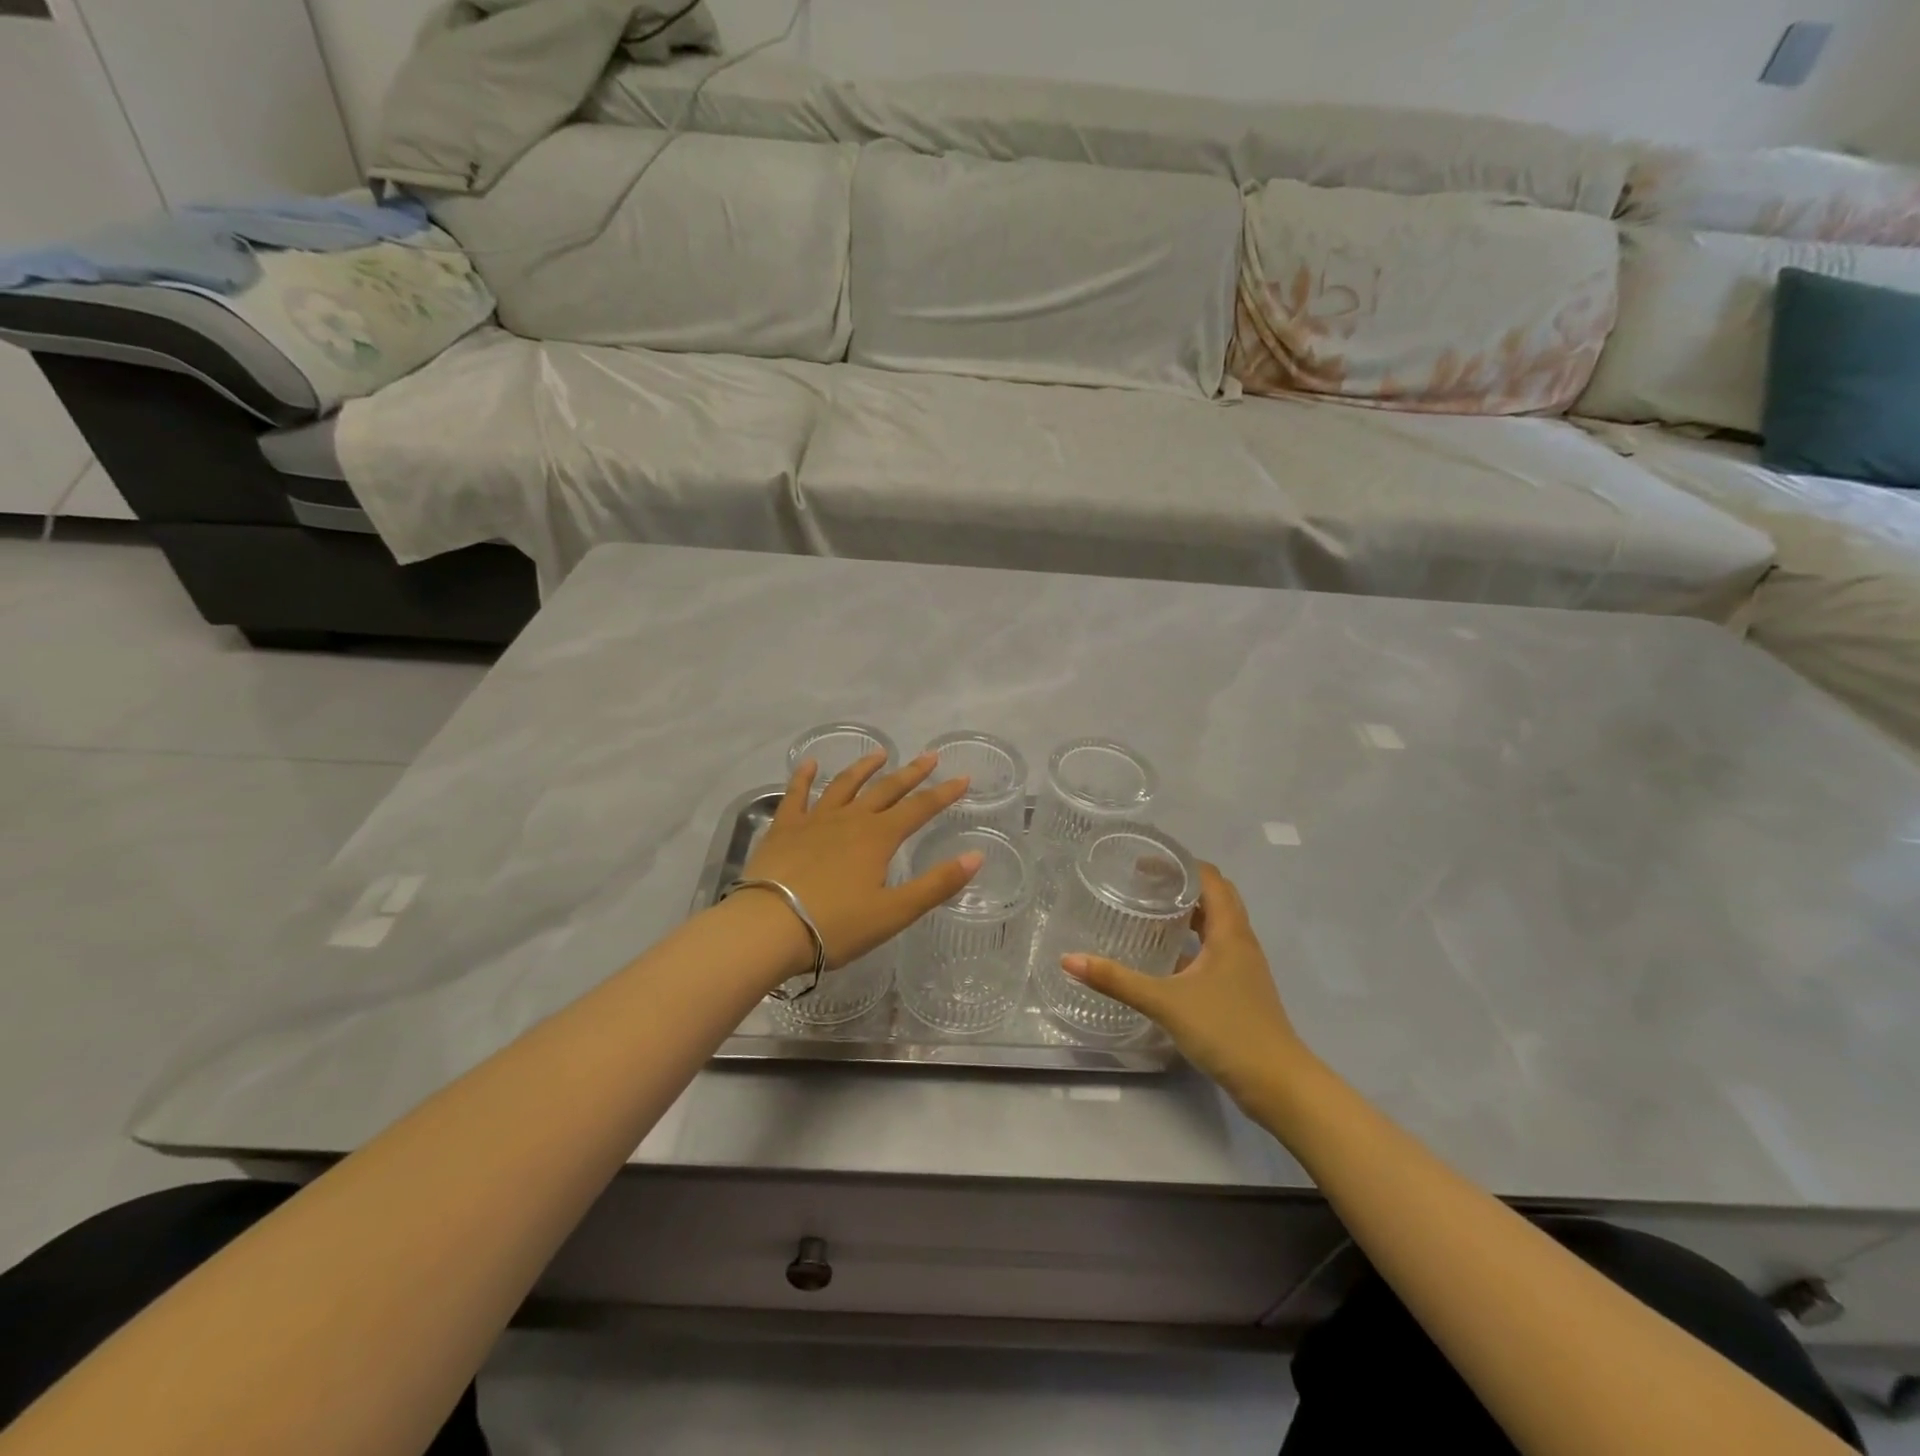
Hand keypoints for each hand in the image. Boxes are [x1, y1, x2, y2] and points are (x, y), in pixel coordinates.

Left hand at [741, 752, 983, 971]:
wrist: (768, 926)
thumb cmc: (836, 925)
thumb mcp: (894, 912)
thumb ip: (937, 884)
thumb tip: (976, 856)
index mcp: (879, 838)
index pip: (920, 809)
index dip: (944, 794)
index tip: (963, 778)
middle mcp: (850, 819)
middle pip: (886, 790)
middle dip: (911, 773)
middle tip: (930, 756)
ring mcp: (814, 820)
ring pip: (844, 785)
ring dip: (864, 768)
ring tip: (879, 754)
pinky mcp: (784, 828)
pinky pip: (796, 795)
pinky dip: (803, 777)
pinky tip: (810, 764)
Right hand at [1061, 864, 1308, 1107]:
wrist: (1278, 1084)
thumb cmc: (1227, 1031)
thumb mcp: (1165, 1002)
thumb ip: (1117, 980)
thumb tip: (1069, 960)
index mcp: (1229, 932)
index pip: (1210, 878)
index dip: (1179, 864)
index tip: (1144, 863)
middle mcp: (1240, 941)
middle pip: (1215, 897)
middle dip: (1180, 885)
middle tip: (1141, 884)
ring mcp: (1243, 967)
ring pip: (1215, 925)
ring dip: (1187, 913)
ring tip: (1148, 913)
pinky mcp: (1239, 989)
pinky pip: (1214, 951)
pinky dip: (1190, 943)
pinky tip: (1163, 958)